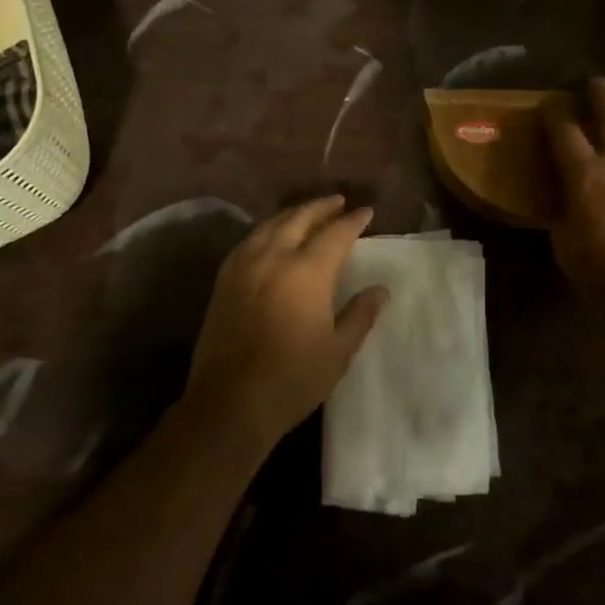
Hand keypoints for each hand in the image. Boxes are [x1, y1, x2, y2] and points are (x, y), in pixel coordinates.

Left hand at [185, 197, 389, 453]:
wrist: (230, 403)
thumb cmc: (292, 379)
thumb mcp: (338, 351)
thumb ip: (360, 314)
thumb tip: (380, 290)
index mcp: (306, 272)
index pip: (335, 234)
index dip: (353, 221)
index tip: (366, 212)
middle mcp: (273, 257)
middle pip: (299, 218)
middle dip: (321, 207)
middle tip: (339, 201)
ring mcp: (244, 266)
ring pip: (271, 225)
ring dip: (293, 214)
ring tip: (309, 213)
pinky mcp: (224, 280)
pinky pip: (249, 241)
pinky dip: (267, 230)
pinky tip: (272, 237)